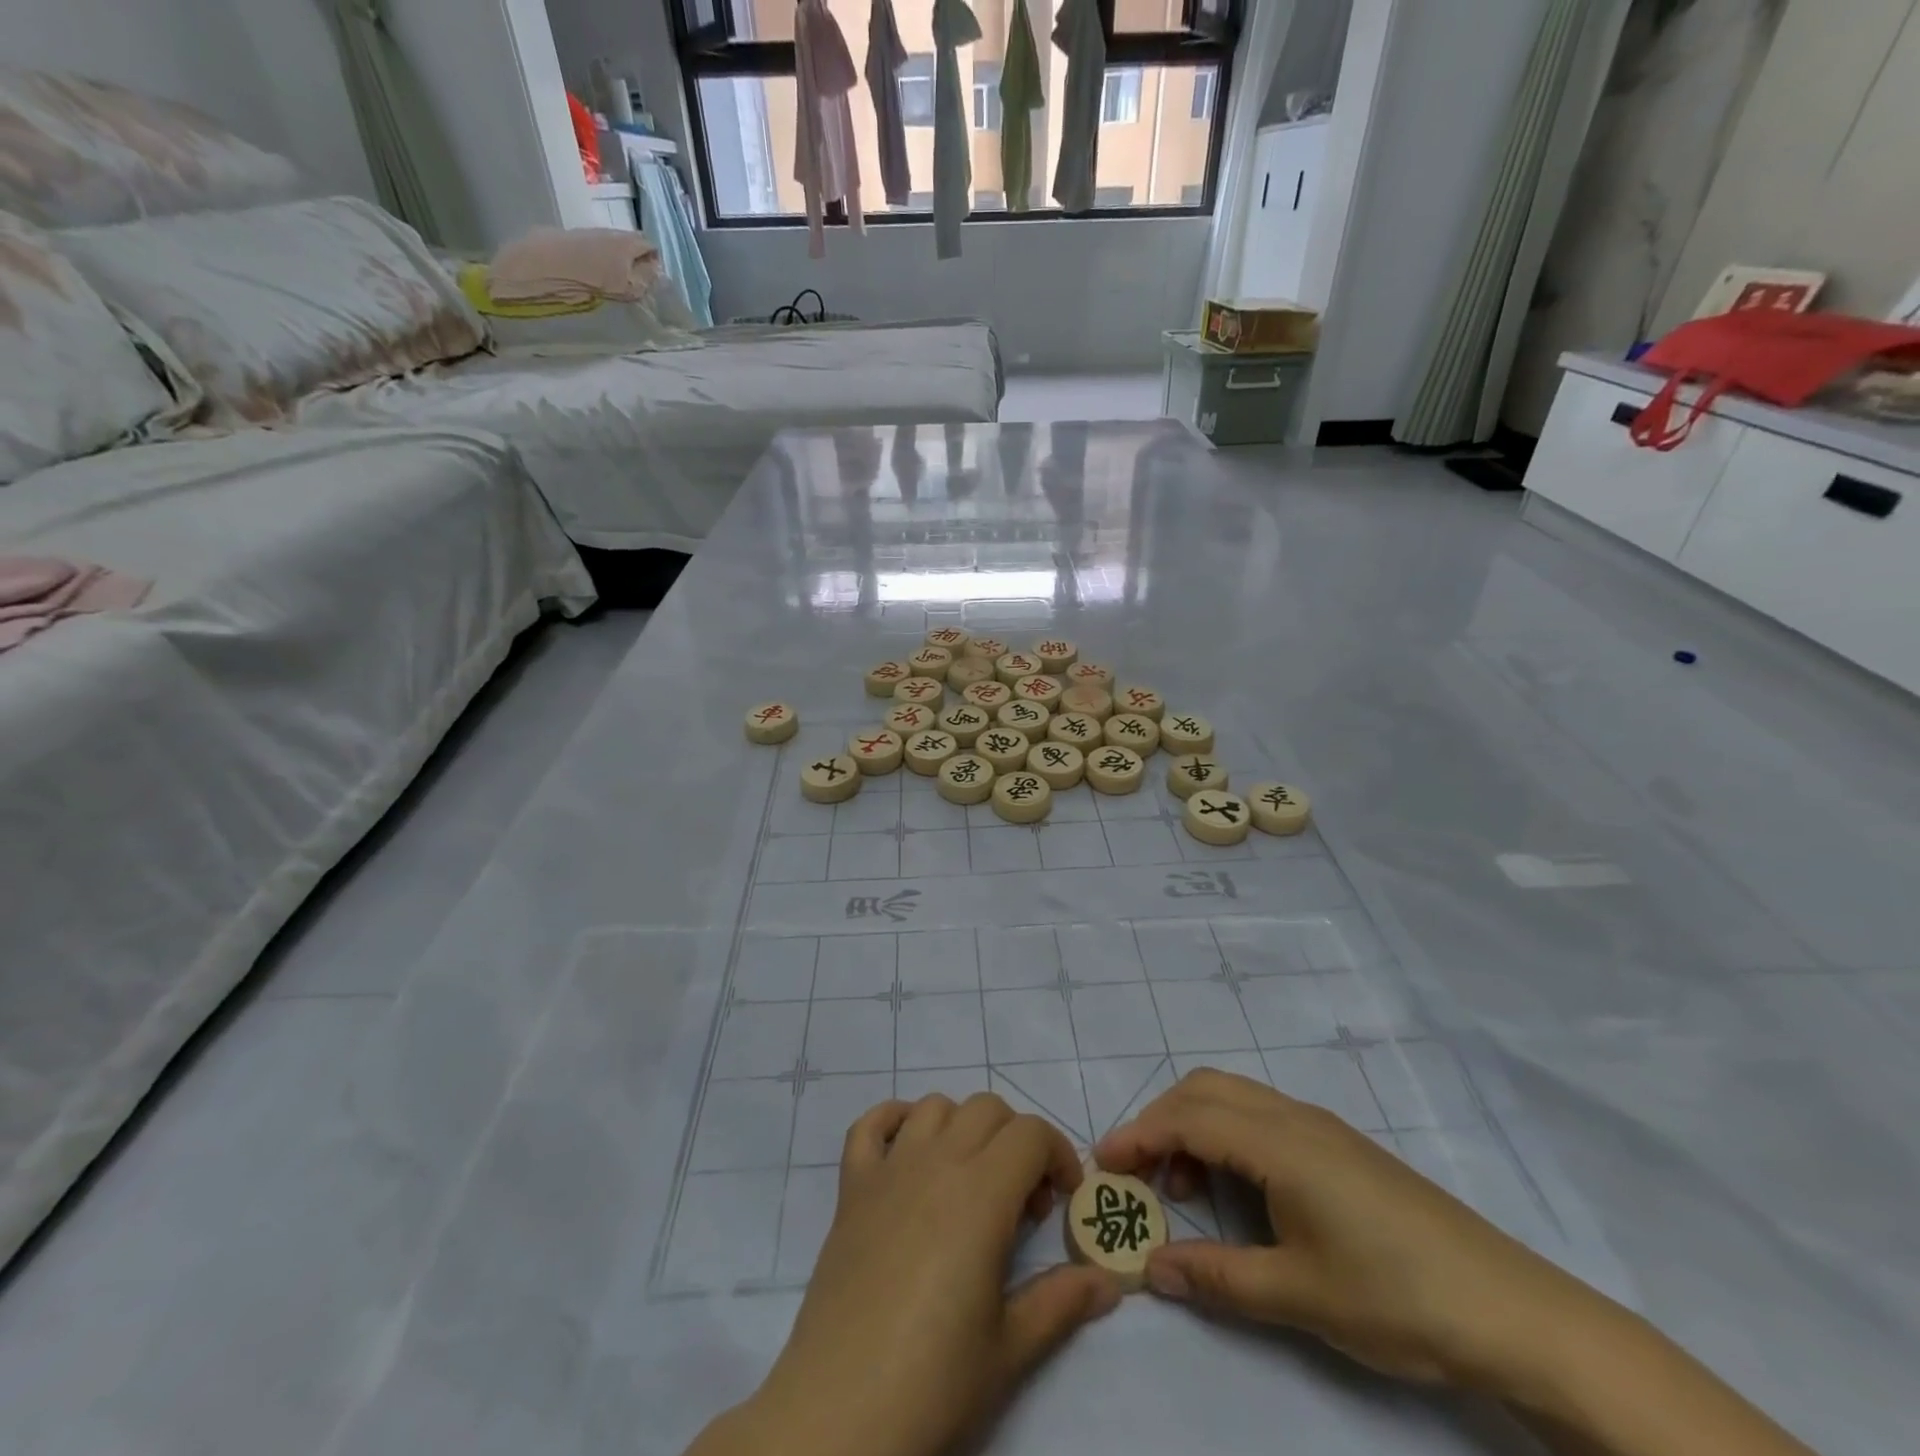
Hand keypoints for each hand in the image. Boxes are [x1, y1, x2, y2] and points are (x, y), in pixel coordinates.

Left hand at [697, 1094, 1119, 1455]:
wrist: (840, 1412)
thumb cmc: (934, 1381)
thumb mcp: (1010, 1348)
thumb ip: (1062, 1301)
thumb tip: (1109, 1281)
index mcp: (982, 1194)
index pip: (1032, 1133)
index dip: (1058, 1155)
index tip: (1062, 1201)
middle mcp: (936, 1162)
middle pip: (988, 1108)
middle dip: (1017, 1140)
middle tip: (1020, 1201)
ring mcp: (889, 1169)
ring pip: (936, 1106)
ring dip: (963, 1128)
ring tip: (970, 1180)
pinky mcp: (851, 1186)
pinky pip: (871, 1124)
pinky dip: (894, 1120)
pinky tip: (909, 1153)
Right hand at [1094, 1069, 1599, 1392]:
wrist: (1513, 1310)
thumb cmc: (1398, 1297)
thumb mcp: (1301, 1294)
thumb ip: (1219, 1277)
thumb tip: (1152, 1270)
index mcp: (1279, 1142)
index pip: (1188, 1118)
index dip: (1139, 1135)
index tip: (1103, 1164)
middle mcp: (1294, 1117)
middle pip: (1205, 1089)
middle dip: (1160, 1120)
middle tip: (1135, 1172)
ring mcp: (1321, 1127)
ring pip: (1234, 1097)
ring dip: (1194, 1125)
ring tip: (1182, 1187)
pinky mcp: (1340, 1146)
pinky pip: (1262, 1116)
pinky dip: (1227, 1134)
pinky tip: (1237, 1188)